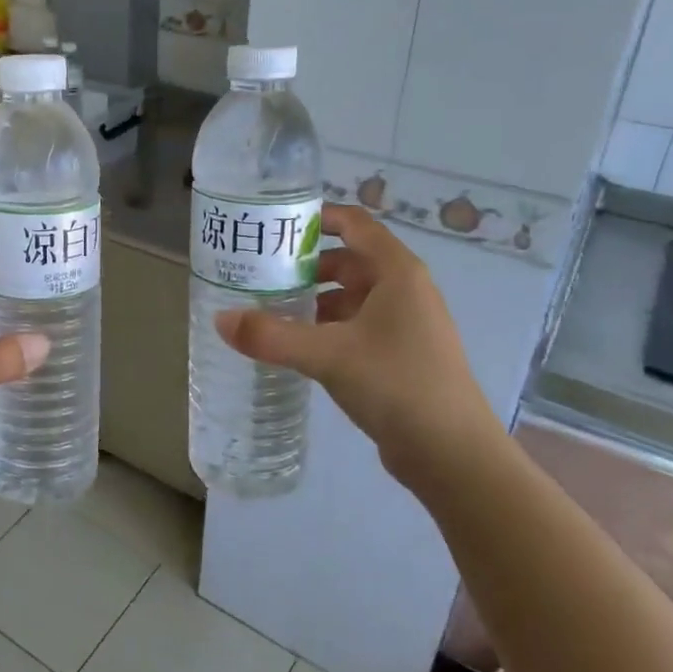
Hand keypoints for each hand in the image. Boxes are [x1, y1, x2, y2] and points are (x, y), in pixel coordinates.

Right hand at [215, 204, 504, 486]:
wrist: (453, 454)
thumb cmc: (397, 384)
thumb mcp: (328, 356)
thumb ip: (271, 336)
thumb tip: (219, 320)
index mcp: (397, 272)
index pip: (354, 223)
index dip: (316, 217)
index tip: (274, 224)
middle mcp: (404, 290)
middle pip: (348, 259)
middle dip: (306, 264)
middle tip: (260, 271)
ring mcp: (405, 324)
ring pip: (351, 296)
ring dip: (314, 298)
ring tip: (269, 308)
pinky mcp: (400, 355)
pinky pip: (356, 326)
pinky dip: (327, 327)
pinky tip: (297, 344)